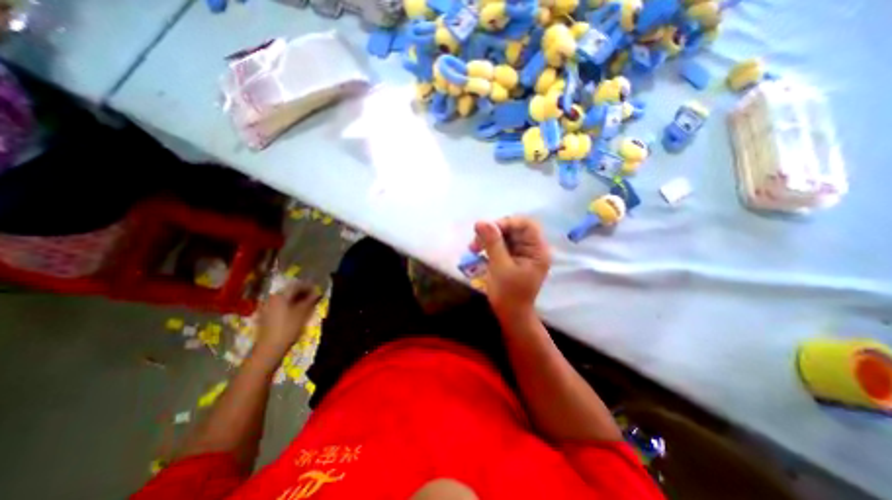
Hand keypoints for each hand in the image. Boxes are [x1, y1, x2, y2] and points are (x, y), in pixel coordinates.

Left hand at [255, 284, 320, 363]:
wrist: (269, 349)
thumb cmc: (288, 328)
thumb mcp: (303, 313)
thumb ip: (310, 300)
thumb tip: (317, 293)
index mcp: (280, 295)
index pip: (297, 285)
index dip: (309, 286)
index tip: (318, 290)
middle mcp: (272, 298)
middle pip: (289, 291)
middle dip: (302, 292)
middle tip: (313, 297)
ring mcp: (266, 307)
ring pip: (284, 298)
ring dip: (296, 299)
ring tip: (306, 304)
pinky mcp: (265, 316)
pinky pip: (279, 305)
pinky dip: (289, 305)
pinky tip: (295, 311)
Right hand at [467, 216, 551, 318]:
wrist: (510, 315)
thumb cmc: (508, 294)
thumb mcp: (500, 266)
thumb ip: (492, 243)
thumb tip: (481, 222)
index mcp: (537, 250)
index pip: (526, 224)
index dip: (507, 223)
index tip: (487, 229)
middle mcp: (532, 248)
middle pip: (514, 228)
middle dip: (493, 232)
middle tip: (476, 241)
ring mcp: (521, 252)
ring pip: (504, 235)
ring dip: (487, 238)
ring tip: (473, 248)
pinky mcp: (512, 257)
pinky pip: (500, 244)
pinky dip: (488, 245)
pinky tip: (477, 251)